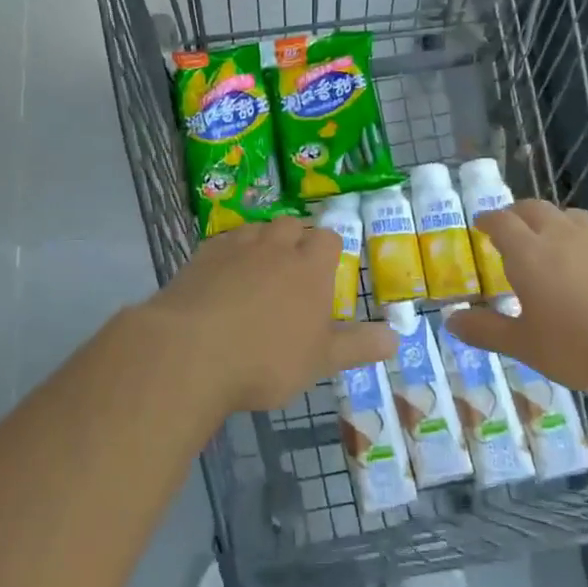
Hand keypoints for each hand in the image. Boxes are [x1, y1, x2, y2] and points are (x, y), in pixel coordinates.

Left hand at [134, 218, 394, 413]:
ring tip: (257, 276)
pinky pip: (223, 243)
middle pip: (291, 225)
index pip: (327, 238)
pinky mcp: (201, 255)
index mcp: (309, 266)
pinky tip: (222, 282)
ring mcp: (236, 246)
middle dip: (295, 241)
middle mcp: (275, 246)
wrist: (191, 351)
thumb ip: (358, 346)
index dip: (328, 251)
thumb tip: (396, 338)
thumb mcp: (320, 360)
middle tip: (291, 275)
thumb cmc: (266, 359)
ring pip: (256, 230)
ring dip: (261, 245)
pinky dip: (228, 256)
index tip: (324, 273)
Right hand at [445, 201, 587, 398]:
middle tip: (509, 228)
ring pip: (570, 215)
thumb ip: (486, 331)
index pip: (501, 222)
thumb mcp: (526, 347)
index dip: (487, 220)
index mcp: (529, 253)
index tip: (479, 224)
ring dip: (553, 220)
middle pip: (533, 208)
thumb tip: (450, 319)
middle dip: (516, 213)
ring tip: (550, 240)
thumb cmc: (583, 347)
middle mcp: (562, 235)